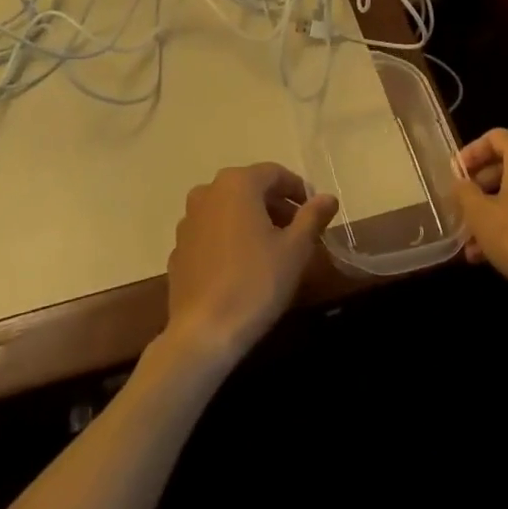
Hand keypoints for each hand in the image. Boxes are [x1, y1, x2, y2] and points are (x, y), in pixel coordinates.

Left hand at [162, 163, 338, 368]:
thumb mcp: (295, 249)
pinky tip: (242, 267)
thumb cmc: (255, 283)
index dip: (298, 190)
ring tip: (273, 250)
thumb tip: (329, 197)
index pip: (275, 174)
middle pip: (251, 189)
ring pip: (229, 210)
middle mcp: (208, 192)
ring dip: (253, 221)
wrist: (202, 334)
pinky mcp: (178, 249)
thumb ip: (313, 217)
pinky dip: (230, 239)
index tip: (315, 213)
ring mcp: (189, 220)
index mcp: (237, 183)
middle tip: (298, 233)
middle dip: (276, 206)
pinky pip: (212, 233)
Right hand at [454, 129, 507, 308]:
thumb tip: (460, 183)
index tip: (454, 175)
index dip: (469, 154)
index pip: (493, 137)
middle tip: (461, 209)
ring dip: (494, 211)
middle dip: (480, 188)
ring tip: (471, 242)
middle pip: (507, 164)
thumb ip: (464, 192)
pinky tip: (493, 253)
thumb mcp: (480, 214)